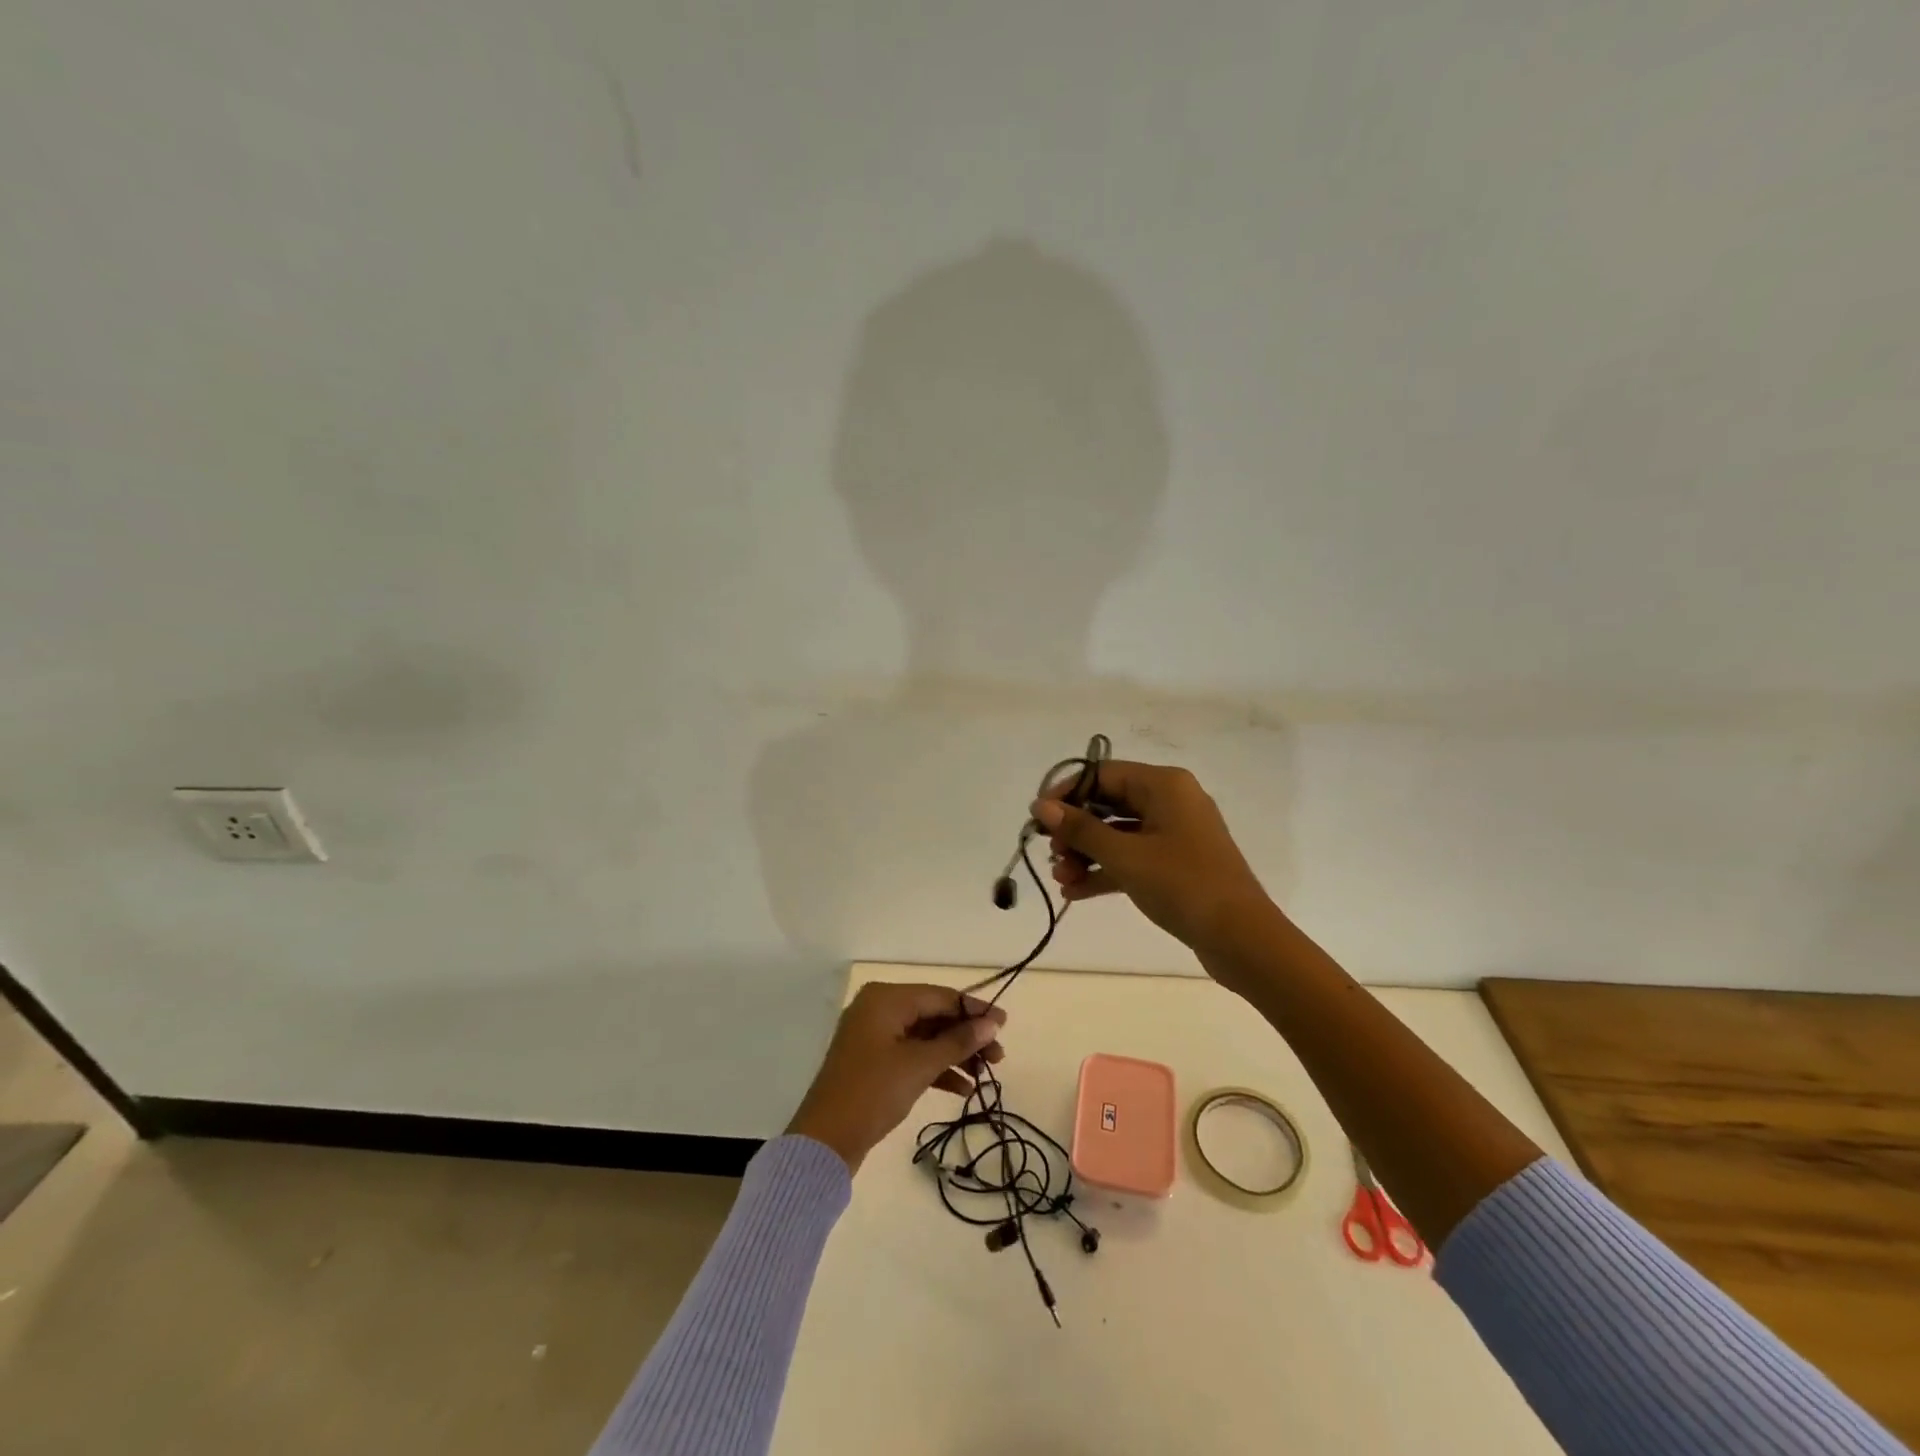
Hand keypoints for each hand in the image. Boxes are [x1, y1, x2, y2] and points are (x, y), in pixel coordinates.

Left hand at [785, 982, 1006, 1173]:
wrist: (824, 1142)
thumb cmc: (873, 1092)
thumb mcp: (920, 1065)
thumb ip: (958, 1042)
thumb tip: (992, 1023)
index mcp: (886, 998)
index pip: (941, 996)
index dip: (974, 1011)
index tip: (1004, 1025)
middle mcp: (879, 1009)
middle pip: (934, 1016)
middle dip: (966, 1037)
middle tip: (998, 1058)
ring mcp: (874, 1037)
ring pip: (925, 1038)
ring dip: (955, 1055)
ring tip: (985, 1077)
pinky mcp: (873, 1063)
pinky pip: (912, 1056)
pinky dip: (936, 1069)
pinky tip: (962, 1089)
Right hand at [1033, 760, 1277, 966]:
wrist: (1241, 939)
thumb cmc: (1182, 885)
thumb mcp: (1125, 856)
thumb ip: (1080, 829)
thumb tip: (1041, 805)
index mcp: (1164, 785)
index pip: (1103, 774)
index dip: (1066, 793)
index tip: (1037, 818)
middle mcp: (1170, 800)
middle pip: (1108, 803)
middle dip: (1075, 830)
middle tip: (1051, 855)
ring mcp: (1174, 833)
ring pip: (1118, 833)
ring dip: (1086, 854)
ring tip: (1061, 880)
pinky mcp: (1176, 863)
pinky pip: (1132, 856)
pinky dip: (1105, 870)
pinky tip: (1076, 893)